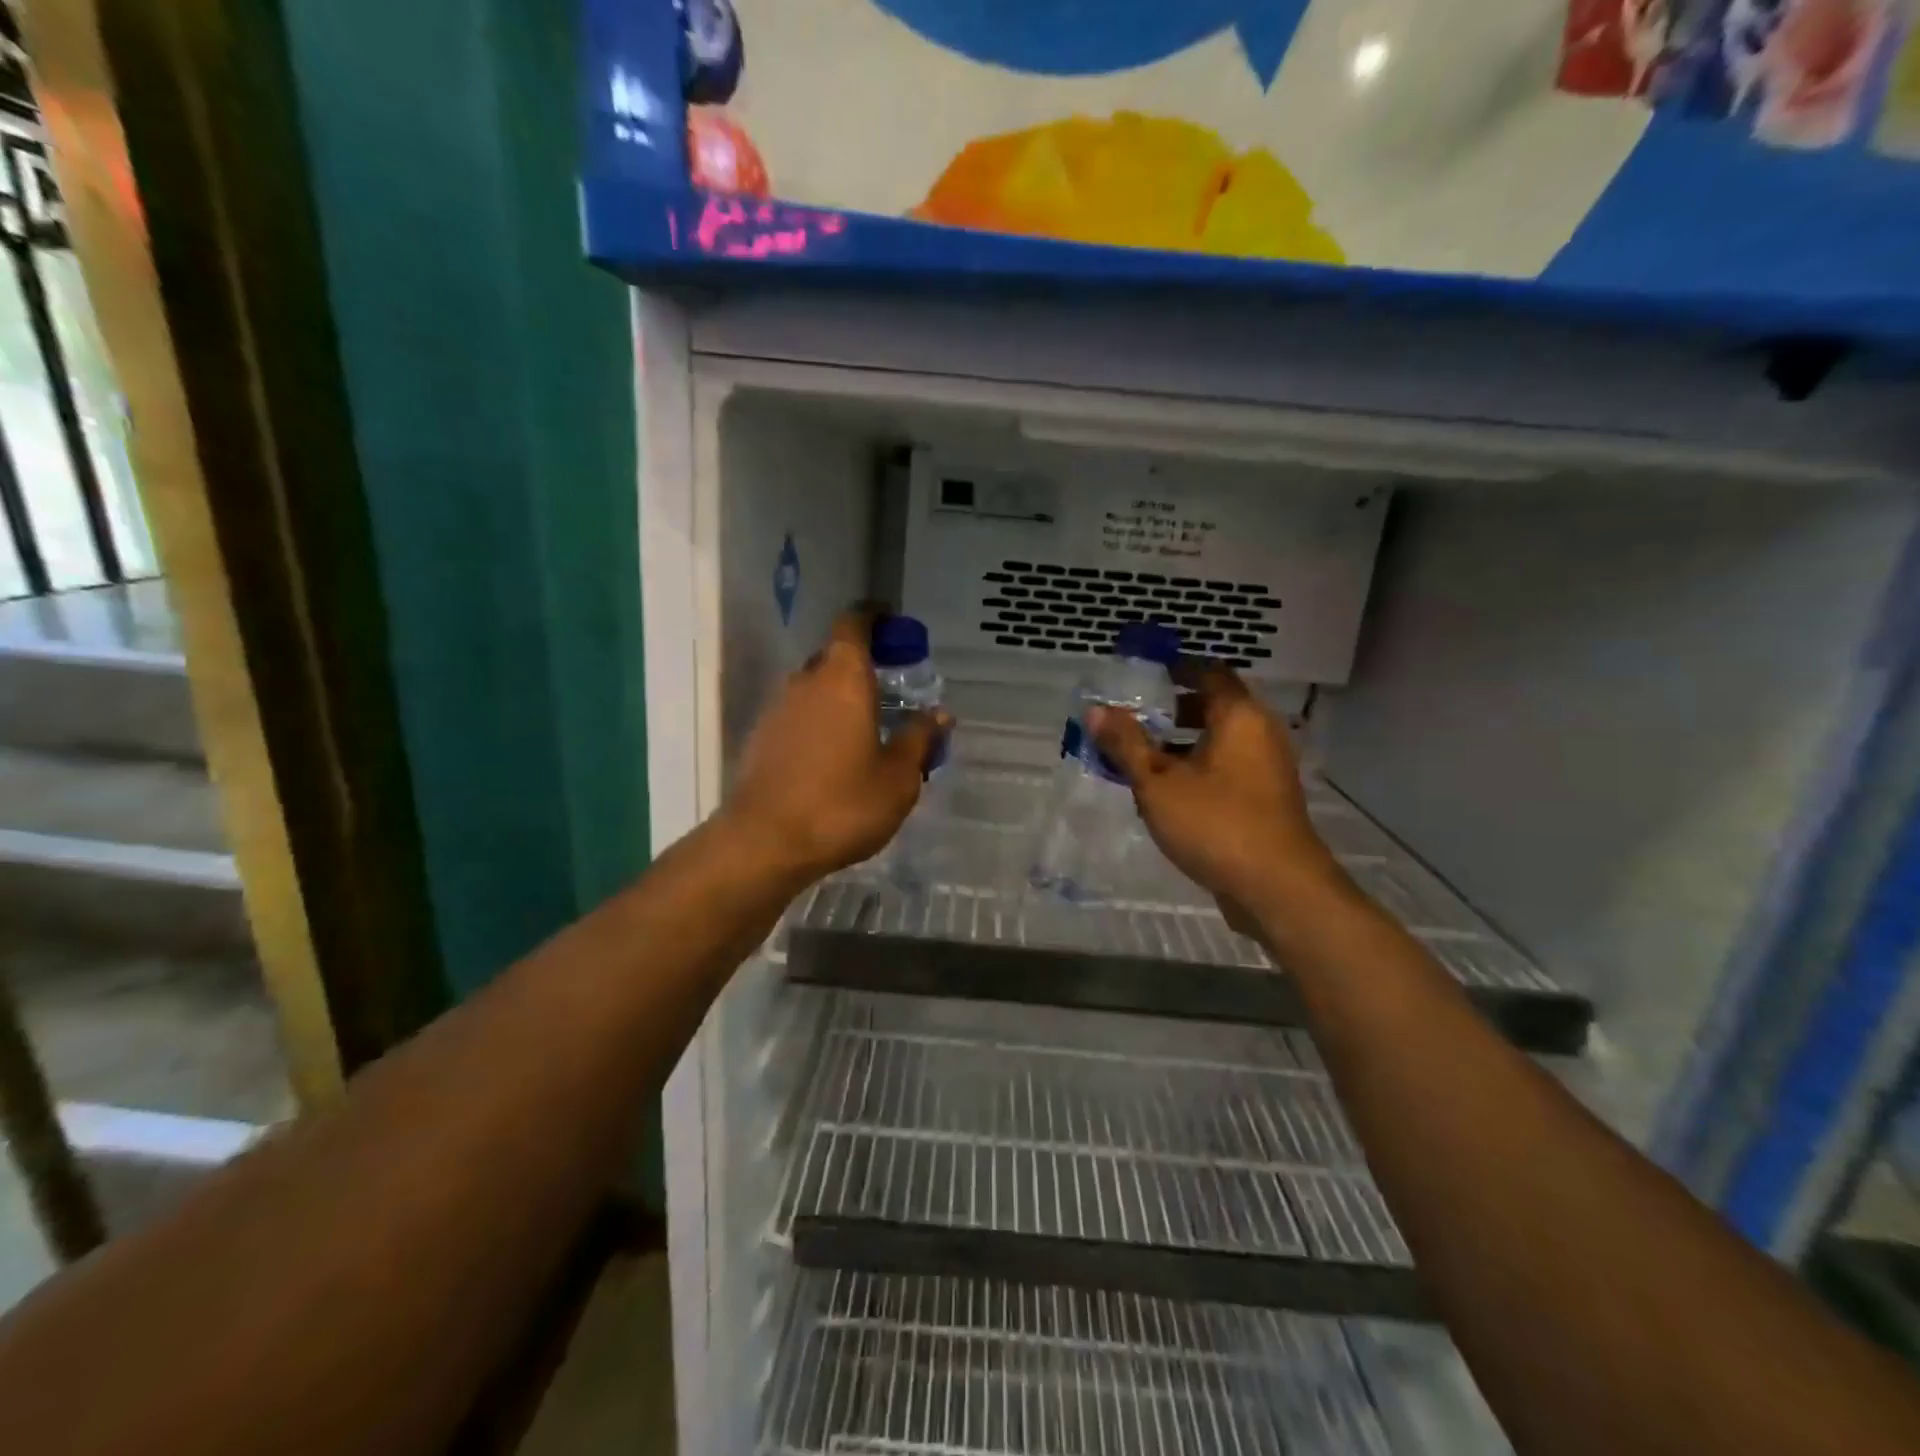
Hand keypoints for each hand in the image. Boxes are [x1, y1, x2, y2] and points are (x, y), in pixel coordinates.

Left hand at [726, 611, 950, 884]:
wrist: (765, 843)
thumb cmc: (842, 803)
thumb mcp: (898, 777)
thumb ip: (920, 740)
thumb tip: (939, 714)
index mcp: (843, 678)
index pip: (854, 624)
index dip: (874, 618)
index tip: (894, 625)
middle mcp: (806, 683)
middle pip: (834, 657)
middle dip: (862, 666)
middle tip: (892, 690)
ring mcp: (777, 710)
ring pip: (814, 690)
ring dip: (840, 698)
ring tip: (867, 730)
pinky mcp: (761, 739)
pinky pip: (798, 717)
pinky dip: (820, 723)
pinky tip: (835, 758)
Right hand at [1089, 663, 1336, 929]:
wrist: (1277, 887)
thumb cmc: (1216, 823)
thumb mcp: (1157, 783)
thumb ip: (1126, 744)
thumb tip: (1095, 710)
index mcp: (1239, 716)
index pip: (1209, 672)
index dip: (1177, 669)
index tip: (1145, 674)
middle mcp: (1260, 733)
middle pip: (1214, 707)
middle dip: (1172, 711)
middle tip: (1133, 719)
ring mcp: (1267, 768)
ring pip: (1219, 742)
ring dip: (1181, 745)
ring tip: (1139, 759)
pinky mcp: (1266, 799)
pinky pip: (1226, 769)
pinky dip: (1197, 769)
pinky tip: (1165, 794)